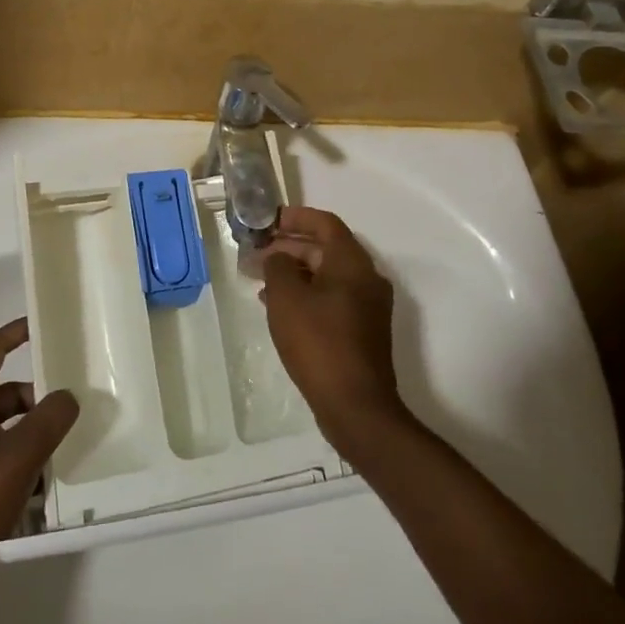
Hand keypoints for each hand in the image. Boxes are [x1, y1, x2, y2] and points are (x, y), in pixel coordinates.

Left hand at [0, 318, 78, 623]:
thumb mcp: (19, 454)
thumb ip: (49, 419)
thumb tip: (68, 396)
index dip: (13, 333)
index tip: (41, 325)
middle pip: (6, 393)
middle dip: (38, 395)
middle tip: (73, 401)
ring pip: (11, 429)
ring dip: (37, 432)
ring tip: (71, 442)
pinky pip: (10, 461)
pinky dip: (31, 463)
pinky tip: (54, 481)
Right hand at [260, 207, 404, 455]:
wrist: (355, 405)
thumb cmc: (319, 342)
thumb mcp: (287, 297)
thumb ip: (278, 266)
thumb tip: (279, 256)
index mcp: (353, 262)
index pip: (325, 223)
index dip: (295, 217)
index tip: (267, 221)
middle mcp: (366, 278)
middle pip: (325, 248)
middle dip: (289, 247)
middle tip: (256, 253)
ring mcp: (367, 306)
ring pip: (326, 275)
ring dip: (294, 272)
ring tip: (259, 280)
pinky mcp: (362, 330)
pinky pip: (331, 298)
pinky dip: (305, 294)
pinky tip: (278, 307)